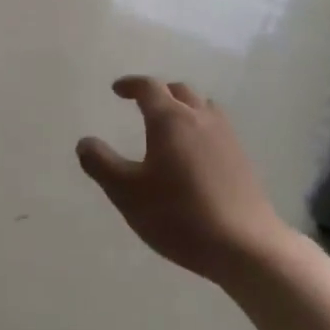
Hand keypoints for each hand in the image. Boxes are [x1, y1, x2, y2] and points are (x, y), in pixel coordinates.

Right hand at [76, 76, 290, 281]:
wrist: (244, 245)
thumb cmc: (178, 214)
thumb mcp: (126, 193)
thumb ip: (101, 164)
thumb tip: (85, 142)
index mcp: (170, 120)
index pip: (149, 88)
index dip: (130, 85)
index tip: (117, 89)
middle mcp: (201, 119)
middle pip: (179, 91)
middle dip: (158, 92)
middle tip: (141, 104)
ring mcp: (226, 137)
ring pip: (202, 107)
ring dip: (182, 107)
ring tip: (169, 124)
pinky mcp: (242, 158)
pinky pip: (216, 128)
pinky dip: (199, 127)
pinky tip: (193, 153)